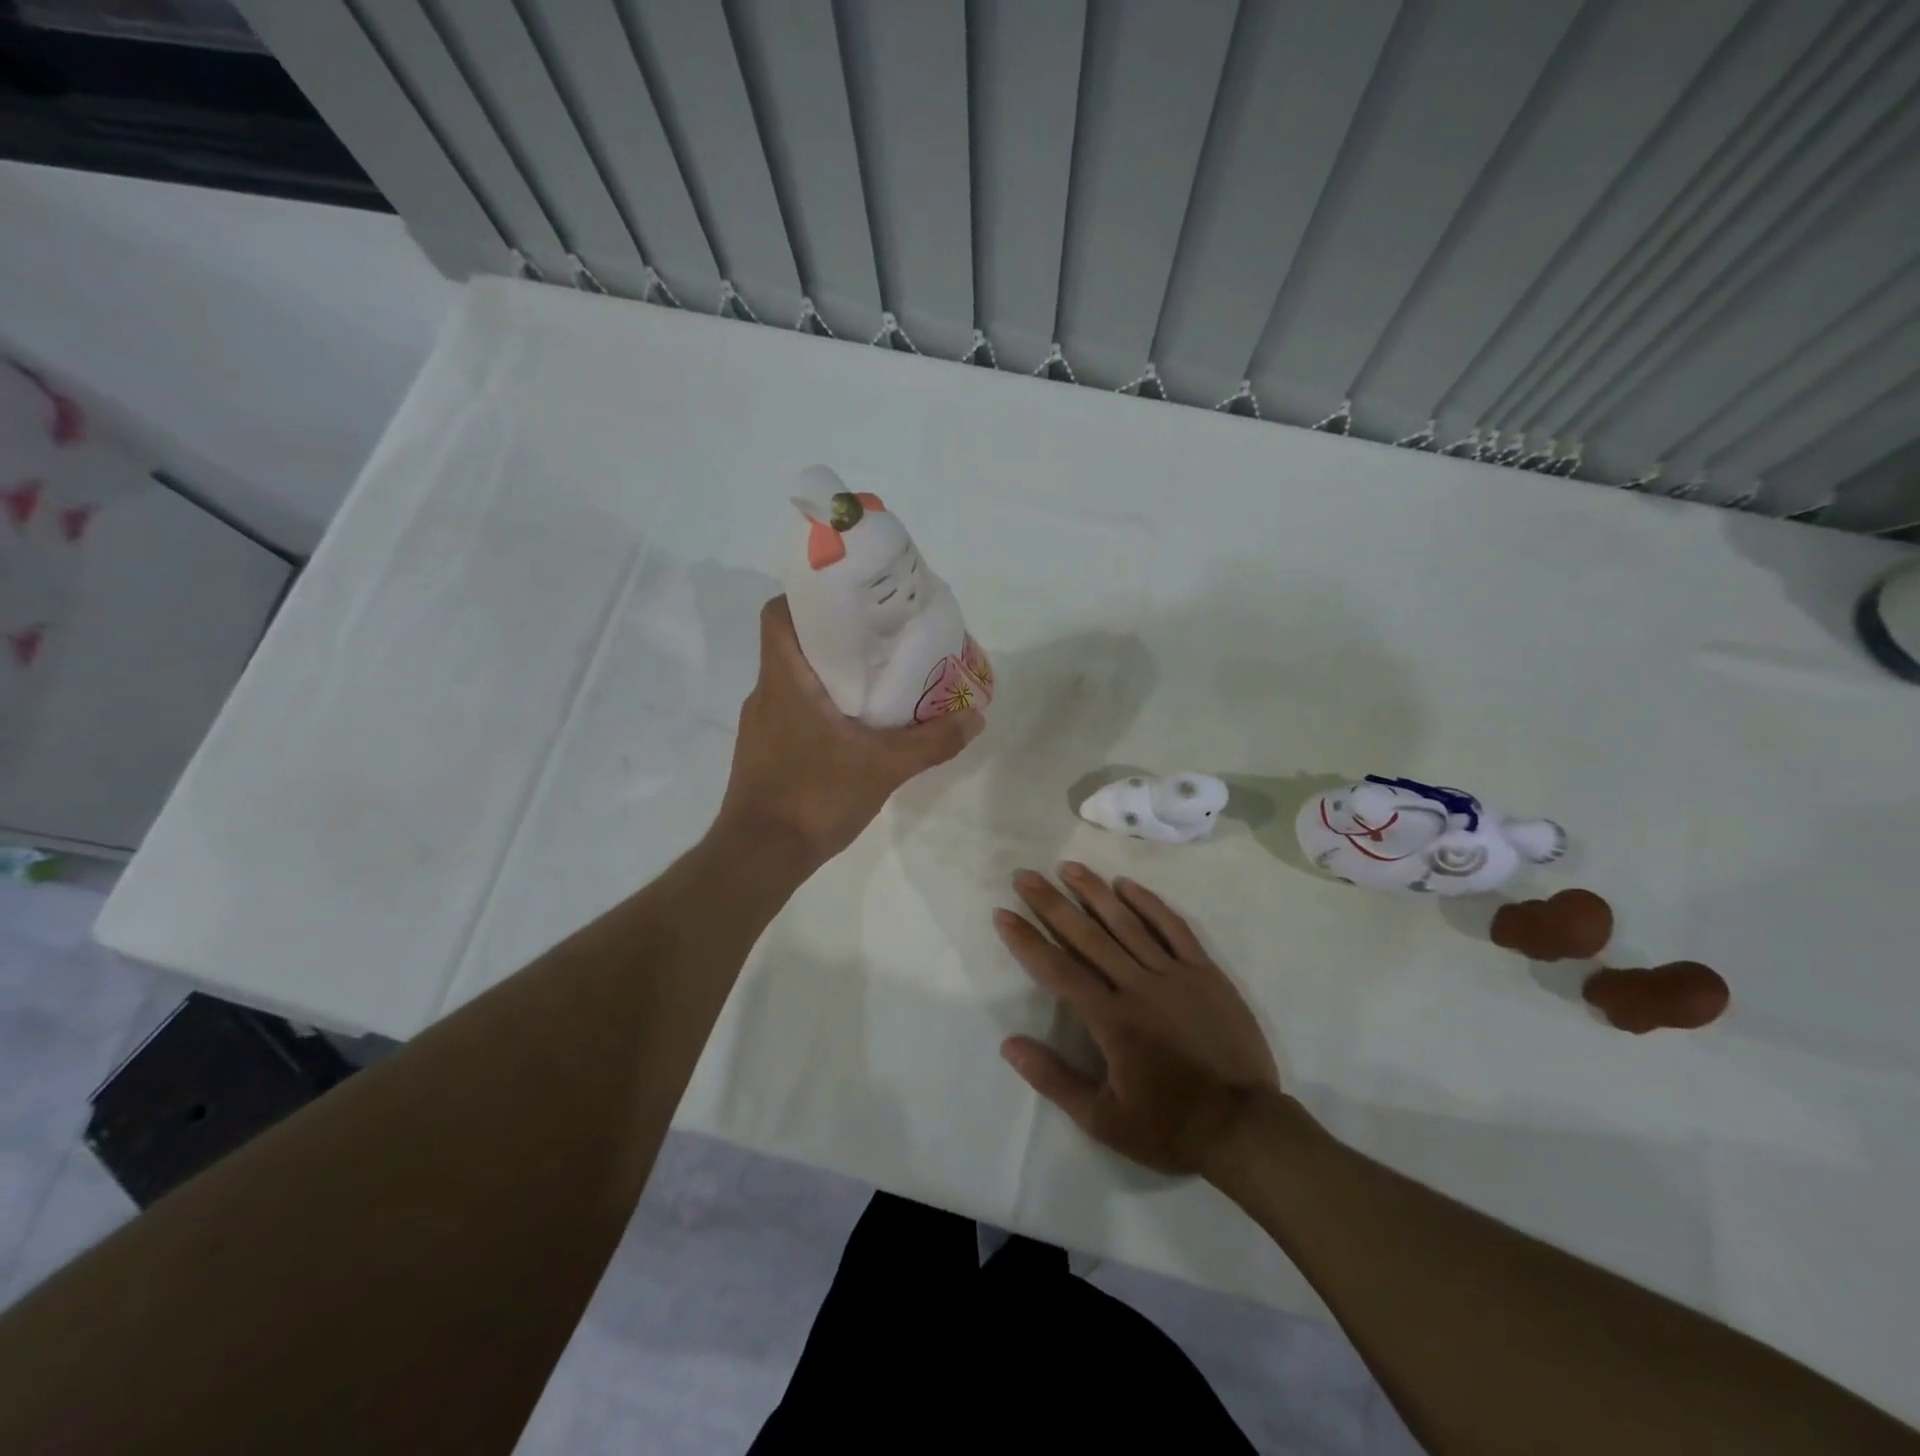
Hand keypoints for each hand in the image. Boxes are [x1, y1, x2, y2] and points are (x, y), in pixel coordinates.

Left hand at [716, 597, 982, 862]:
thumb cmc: (814, 797)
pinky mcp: (766, 751)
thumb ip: (931, 741)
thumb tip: (976, 717)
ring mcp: (762, 725)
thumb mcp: (883, 768)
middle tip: (881, 637)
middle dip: (836, 635)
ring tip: (877, 679)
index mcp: (785, 679)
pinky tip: (855, 727)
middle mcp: (766, 693)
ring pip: (795, 679)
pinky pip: (795, 711)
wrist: (760, 857)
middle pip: (794, 643)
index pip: (779, 613)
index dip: (809, 597)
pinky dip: (822, 706)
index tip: (850, 600)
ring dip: (831, 674)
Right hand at [995, 863, 1279, 1177]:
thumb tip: (1009, 1044)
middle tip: (1026, 876)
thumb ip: (1054, 1079)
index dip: (1027, 941)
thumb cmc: (1169, 1126)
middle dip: (1052, 904)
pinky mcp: (1205, 973)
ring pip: (1127, 923)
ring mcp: (1175, 974)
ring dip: (1094, 892)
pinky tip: (1127, 885)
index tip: (1003, 914)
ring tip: (1068, 867)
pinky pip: (1174, 928)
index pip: (1058, 970)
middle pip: (1087, 935)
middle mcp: (1138, 986)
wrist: (1245, 1128)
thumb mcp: (1103, 1120)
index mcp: (1111, 1020)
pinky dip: (1149, 904)